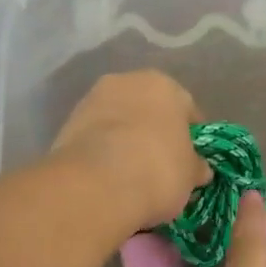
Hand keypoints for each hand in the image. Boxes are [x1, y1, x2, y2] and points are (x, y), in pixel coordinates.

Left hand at [50, 71, 209, 233]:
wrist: (96, 185)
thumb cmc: (157, 170)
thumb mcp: (189, 175)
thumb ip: (195, 166)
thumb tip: (199, 169)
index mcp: (164, 85)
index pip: (187, 108)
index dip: (191, 136)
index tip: (191, 159)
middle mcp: (126, 82)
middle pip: (148, 108)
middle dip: (154, 132)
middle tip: (160, 164)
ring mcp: (91, 100)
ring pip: (118, 119)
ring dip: (125, 139)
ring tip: (131, 172)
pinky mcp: (66, 124)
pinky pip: (95, 136)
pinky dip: (103, 150)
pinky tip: (108, 175)